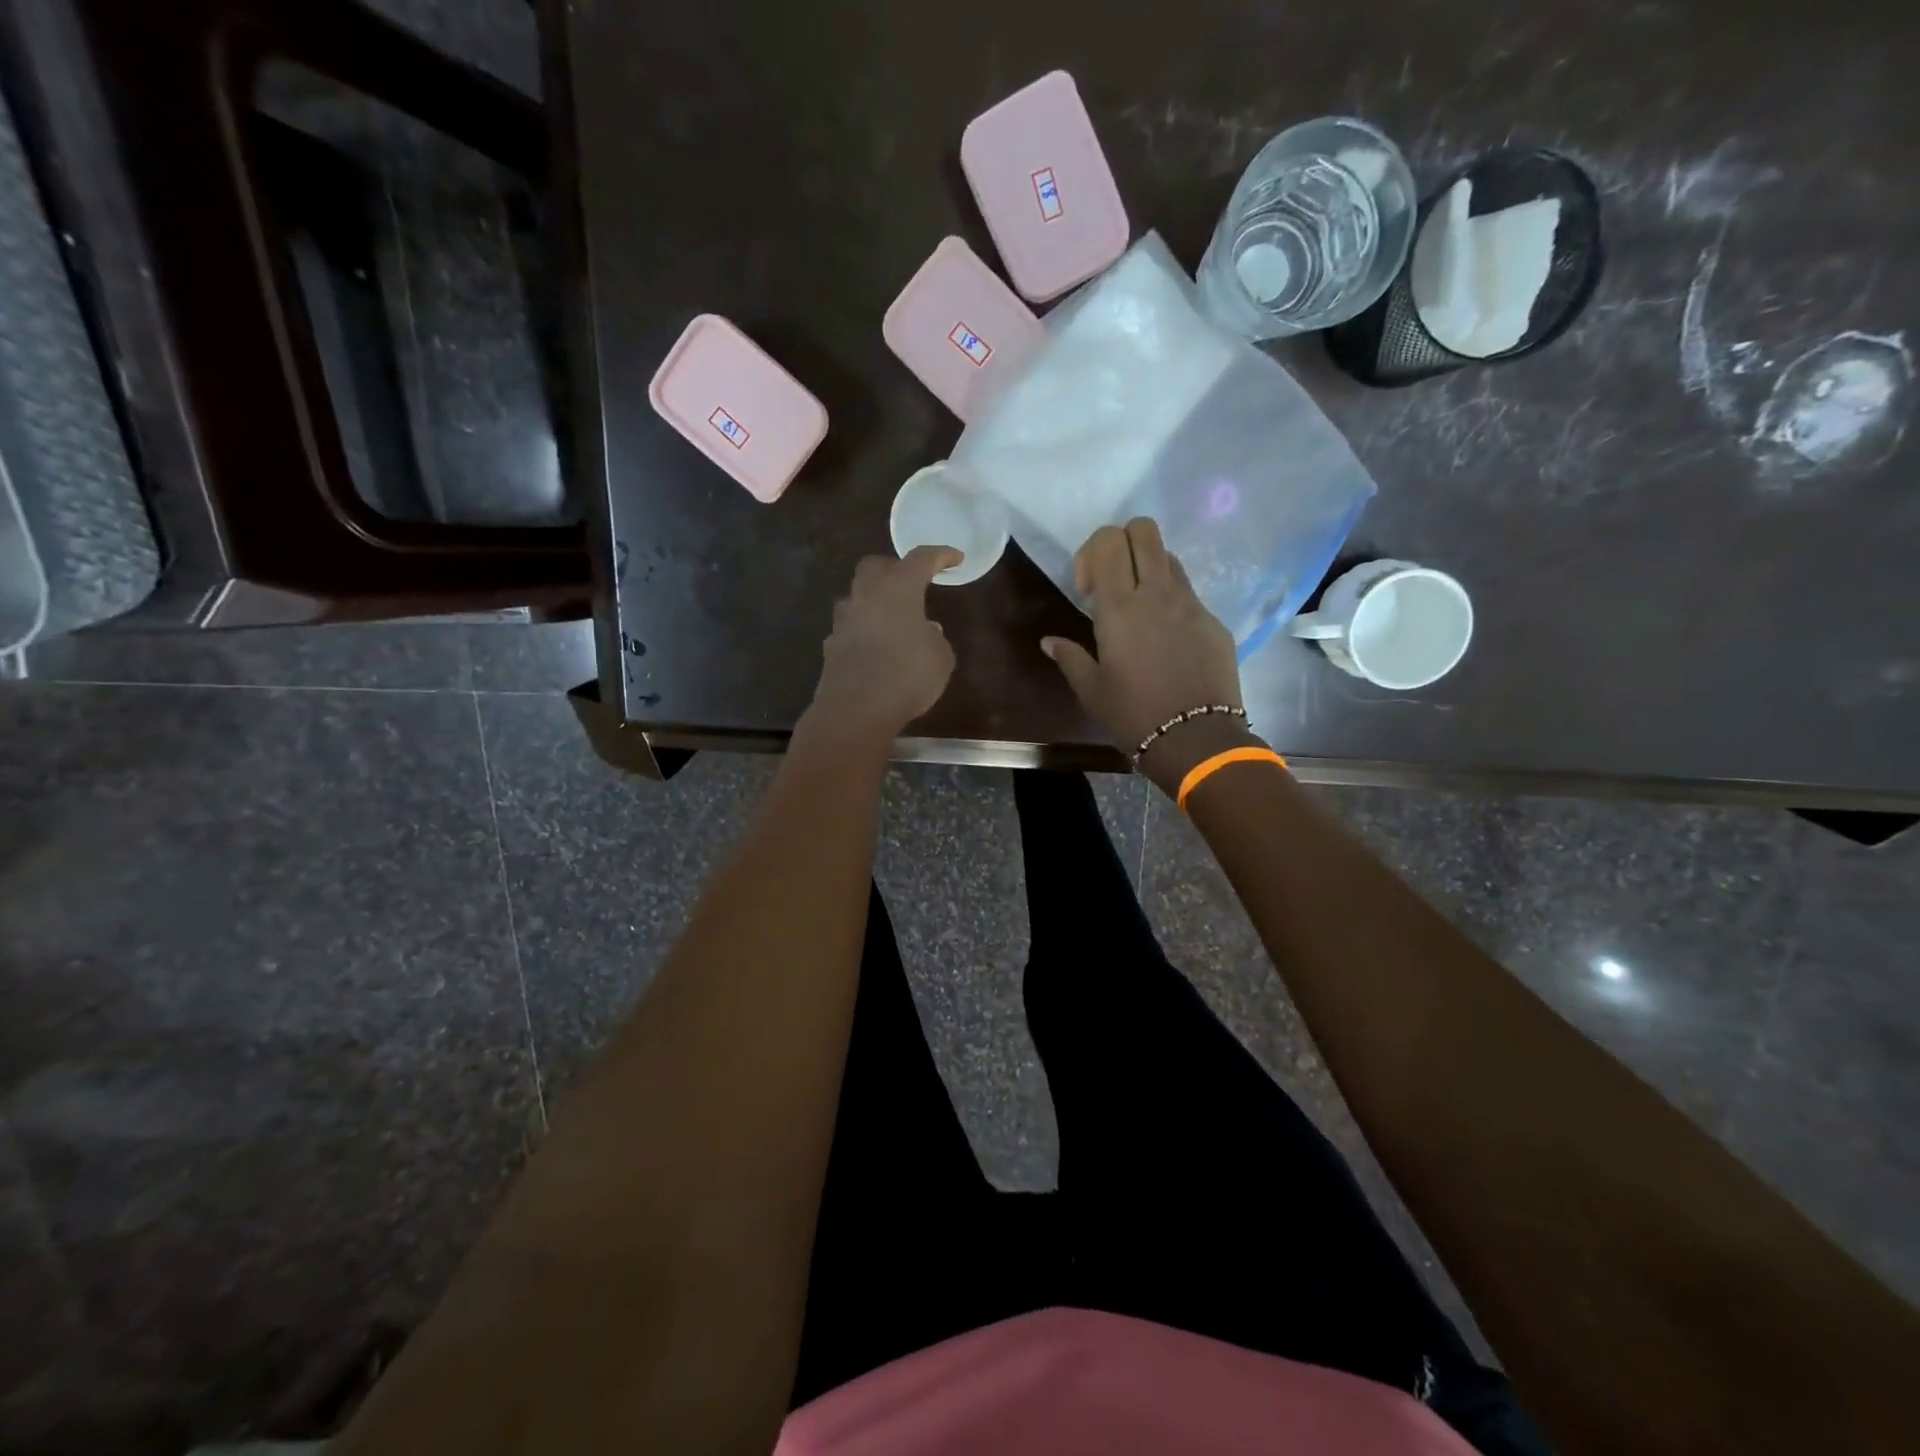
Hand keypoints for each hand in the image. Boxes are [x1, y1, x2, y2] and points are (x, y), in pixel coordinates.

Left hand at [806, 546, 961, 745]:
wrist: (856, 710)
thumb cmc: (907, 676)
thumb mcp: (941, 658)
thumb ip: (935, 638)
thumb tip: (925, 630)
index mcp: (899, 588)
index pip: (921, 559)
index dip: (940, 555)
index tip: (955, 558)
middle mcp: (867, 594)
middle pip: (876, 566)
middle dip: (894, 568)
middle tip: (912, 582)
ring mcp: (844, 619)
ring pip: (858, 595)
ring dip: (875, 599)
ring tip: (893, 617)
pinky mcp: (832, 644)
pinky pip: (851, 626)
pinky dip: (864, 628)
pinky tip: (876, 645)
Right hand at [1041, 519, 1248, 789]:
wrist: (1196, 738)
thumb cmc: (1133, 714)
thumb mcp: (1091, 689)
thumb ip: (1069, 657)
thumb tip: (1049, 641)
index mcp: (1120, 606)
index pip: (1108, 540)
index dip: (1092, 553)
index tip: (1088, 590)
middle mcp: (1157, 593)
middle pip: (1144, 530)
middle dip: (1123, 542)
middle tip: (1114, 581)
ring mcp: (1191, 604)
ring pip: (1168, 556)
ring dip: (1148, 568)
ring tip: (1140, 607)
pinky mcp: (1213, 621)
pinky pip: (1189, 592)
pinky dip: (1172, 601)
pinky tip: (1167, 640)